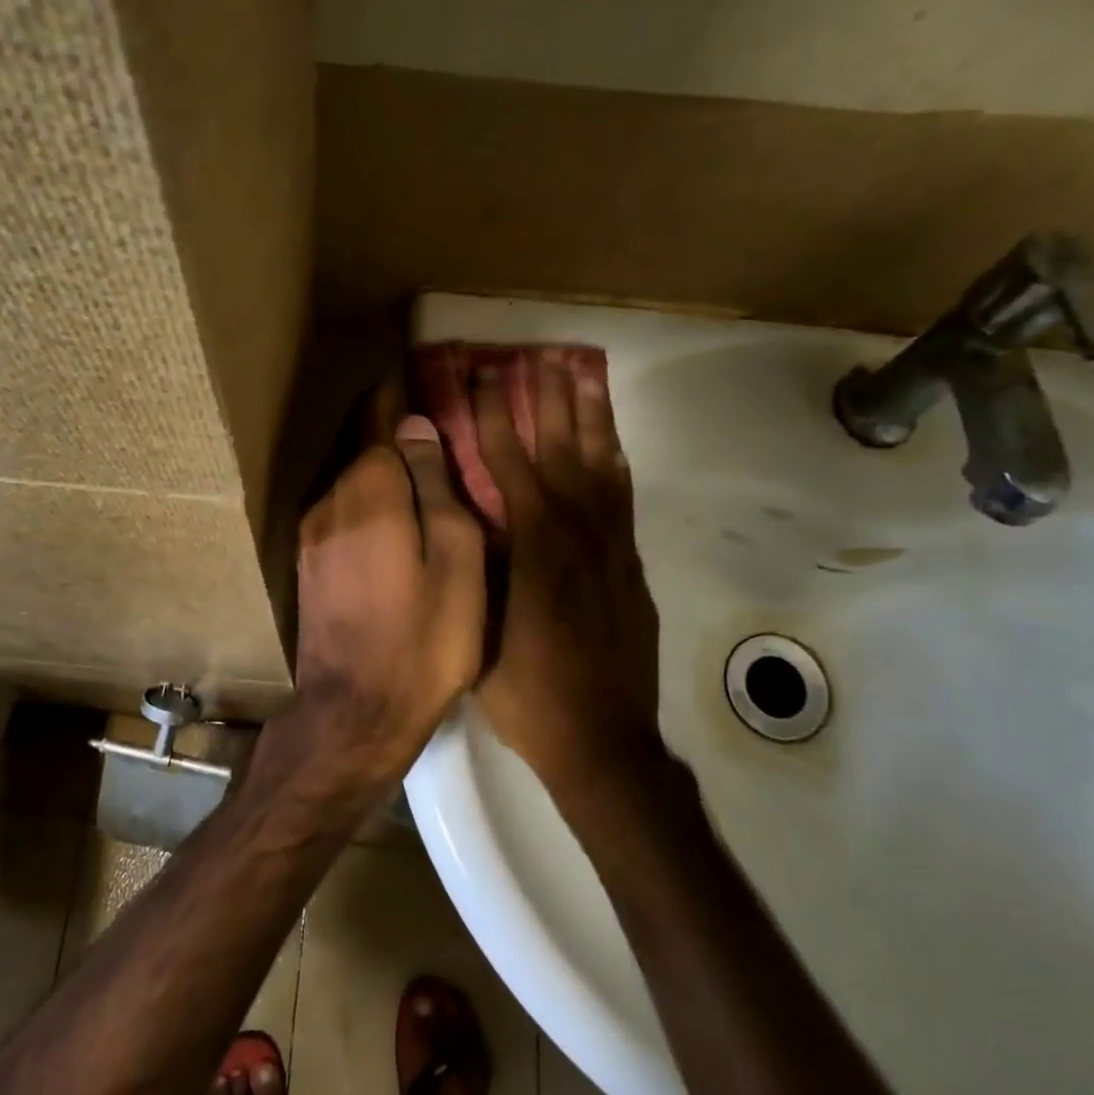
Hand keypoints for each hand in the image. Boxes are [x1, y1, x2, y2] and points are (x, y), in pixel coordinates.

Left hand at [266, 413, 485, 803]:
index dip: (398, 395)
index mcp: (369, 490)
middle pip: (361, 447)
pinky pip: (341, 512)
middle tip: (428, 419)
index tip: (415, 371)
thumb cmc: (424, 638)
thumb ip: (437, 487)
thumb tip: (417, 428)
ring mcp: (311, 534)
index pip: (380, 420)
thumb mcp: (457, 559)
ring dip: (379, 469)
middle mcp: (329, 500)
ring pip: (350, 482)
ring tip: (418, 468)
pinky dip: (367, 501)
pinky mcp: (307, 565)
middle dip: (390, 428)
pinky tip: (393, 517)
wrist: (355, 713)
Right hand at [472, 353, 666, 795]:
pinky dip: (614, 460)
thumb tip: (463, 509)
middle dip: (546, 398)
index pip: (509, 462)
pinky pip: (623, 497)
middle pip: (561, 448)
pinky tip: (608, 442)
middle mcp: (578, 532)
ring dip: (589, 415)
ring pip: (601, 463)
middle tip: (537, 354)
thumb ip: (476, 562)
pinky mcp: (630, 563)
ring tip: (581, 373)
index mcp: (534, 544)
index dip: (495, 415)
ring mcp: (612, 546)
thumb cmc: (527, 691)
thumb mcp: (480, 627)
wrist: (603, 740)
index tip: (485, 375)